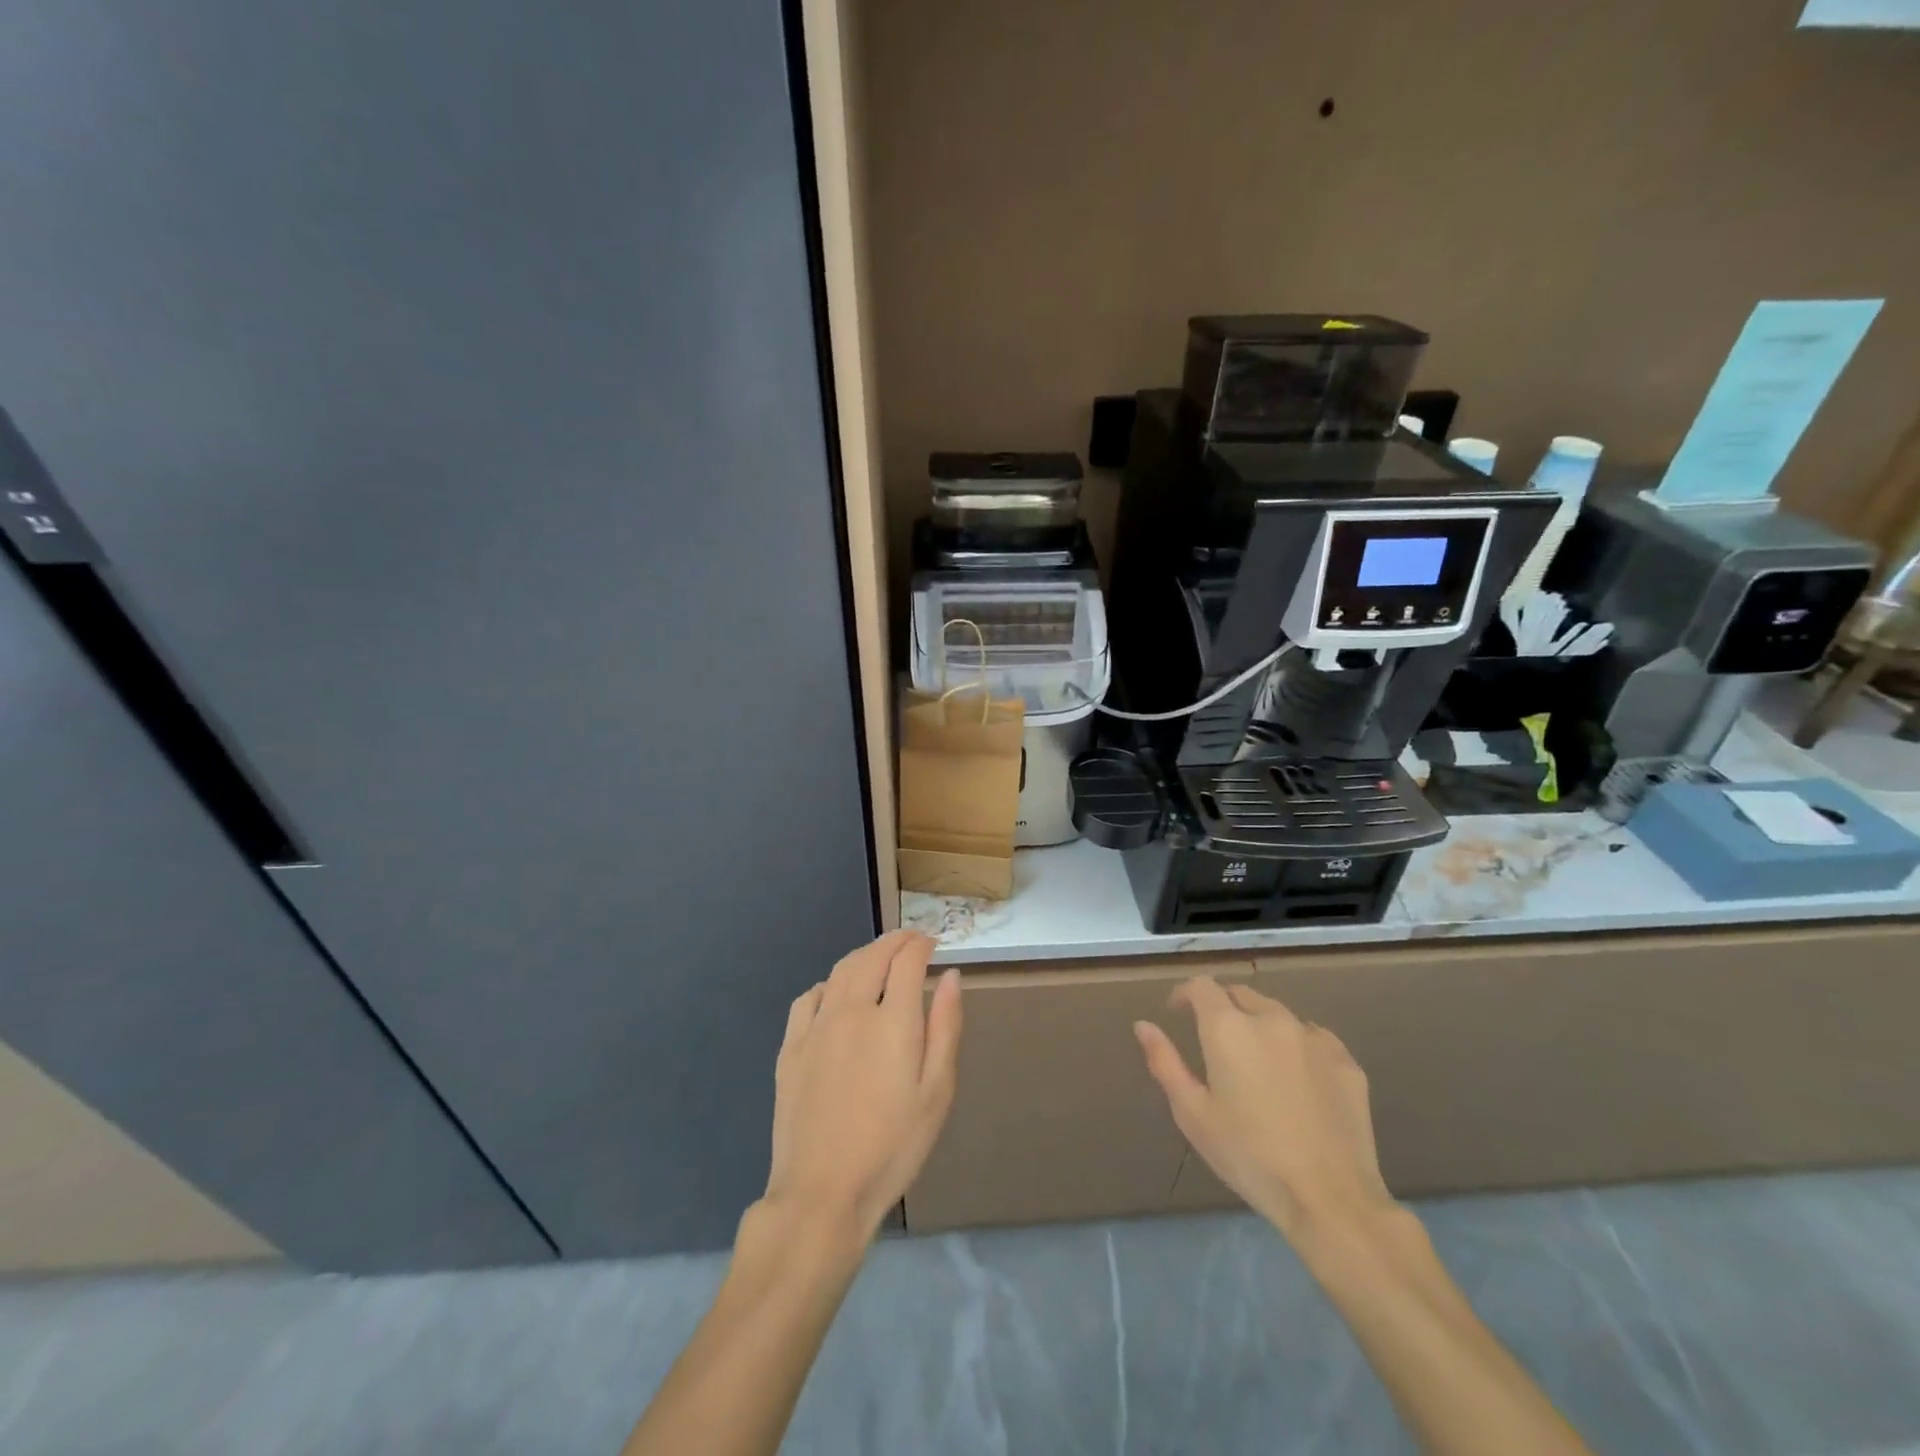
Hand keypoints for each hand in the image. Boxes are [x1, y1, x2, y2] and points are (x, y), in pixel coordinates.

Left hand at [763, 930, 962, 1241]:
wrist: (822, 1193)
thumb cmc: (892, 1147)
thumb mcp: (937, 1093)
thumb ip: (945, 1027)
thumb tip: (950, 976)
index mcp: (892, 1020)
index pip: (907, 960)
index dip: (921, 945)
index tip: (932, 944)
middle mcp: (852, 1010)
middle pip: (872, 956)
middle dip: (895, 941)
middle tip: (910, 941)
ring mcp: (816, 1027)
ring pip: (840, 970)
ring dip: (863, 956)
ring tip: (879, 959)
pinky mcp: (790, 1047)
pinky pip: (809, 997)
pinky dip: (828, 984)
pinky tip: (835, 995)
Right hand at [1135, 977, 1393, 1239]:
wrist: (1330, 1198)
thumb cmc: (1249, 1156)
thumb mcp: (1193, 1114)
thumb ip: (1165, 1062)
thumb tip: (1143, 1025)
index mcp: (1228, 1027)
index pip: (1202, 986)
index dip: (1185, 994)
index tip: (1177, 1013)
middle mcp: (1271, 1018)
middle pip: (1240, 994)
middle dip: (1222, 1008)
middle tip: (1215, 1043)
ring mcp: (1313, 1037)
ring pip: (1277, 1014)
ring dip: (1259, 1025)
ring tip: (1256, 1062)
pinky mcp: (1346, 1060)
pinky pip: (1313, 1038)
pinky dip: (1297, 1046)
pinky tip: (1296, 1079)